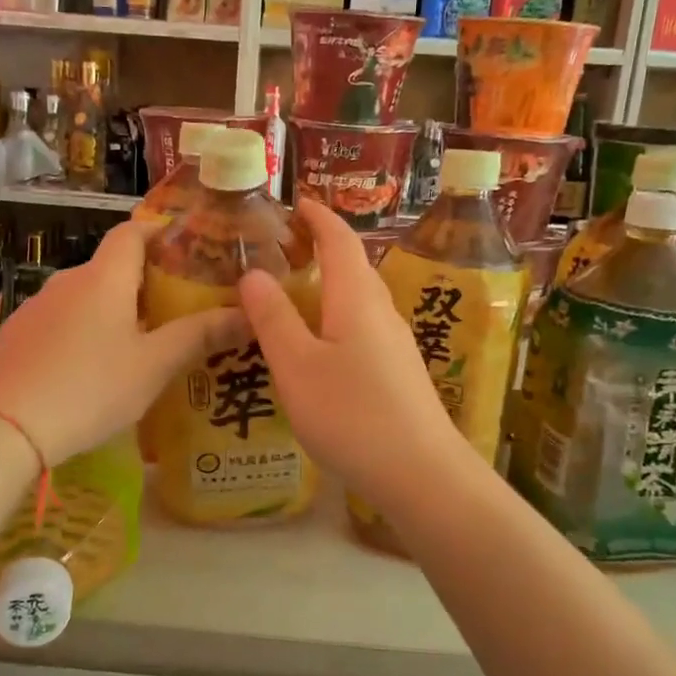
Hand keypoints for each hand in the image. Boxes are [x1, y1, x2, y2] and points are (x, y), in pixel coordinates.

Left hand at [0, 219, 243, 464]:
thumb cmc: (90, 388)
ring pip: (84, 297)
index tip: (184, 245)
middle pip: (110, 267)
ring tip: (137, 344)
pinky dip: (82, 332)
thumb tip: (249, 314)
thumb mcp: (154, 366)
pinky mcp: (16, 336)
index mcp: (104, 278)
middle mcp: (67, 281)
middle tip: (175, 308)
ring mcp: (36, 308)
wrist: (4, 427)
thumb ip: (200, 336)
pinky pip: (60, 322)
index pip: (132, 231)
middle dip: (143, 281)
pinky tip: (91, 369)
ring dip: (112, 310)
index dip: (158, 231)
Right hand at [237, 199, 466, 502]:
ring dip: (328, 285)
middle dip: (322, 247)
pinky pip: (362, 327)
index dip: (318, 216)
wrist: (422, 474)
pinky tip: (318, 345)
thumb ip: (273, 319)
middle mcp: (381, 311)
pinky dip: (336, 317)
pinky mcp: (398, 372)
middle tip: (284, 247)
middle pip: (353, 266)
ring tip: (293, 293)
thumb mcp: (297, 366)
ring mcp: (395, 343)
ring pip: (358, 299)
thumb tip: (252, 273)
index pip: (340, 239)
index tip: (295, 202)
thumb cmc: (353, 414)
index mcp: (357, 298)